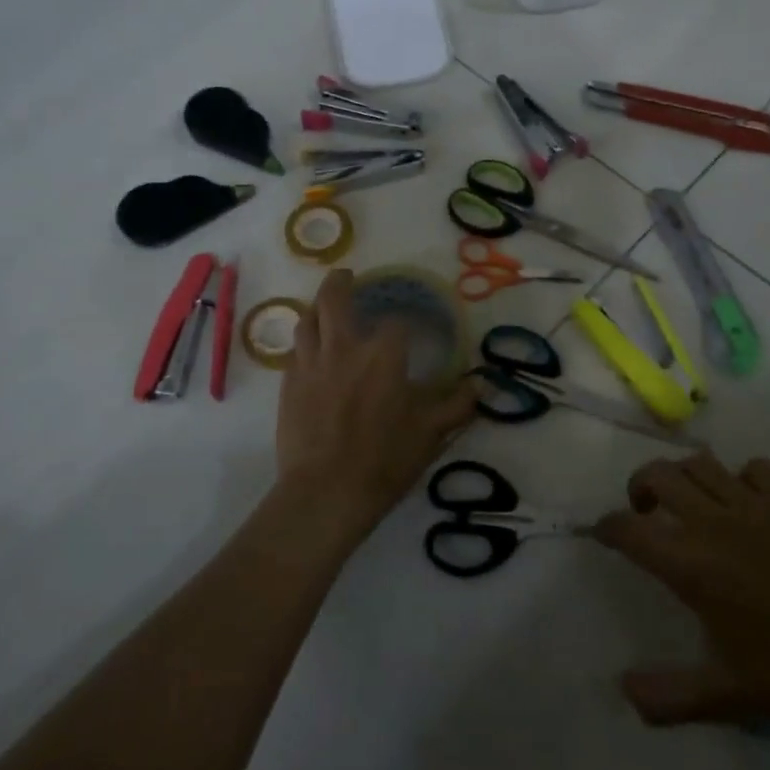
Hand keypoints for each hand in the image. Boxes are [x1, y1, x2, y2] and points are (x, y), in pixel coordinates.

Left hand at [275, 270, 479, 537]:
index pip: (397, 321)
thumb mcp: (431, 433)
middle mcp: (343, 348)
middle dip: (341, 283)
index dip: (406, 319)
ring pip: (307, 320)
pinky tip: (311, 353)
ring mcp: (310, 364)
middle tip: (347, 276)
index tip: (412, 325)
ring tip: (324, 309)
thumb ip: (456, 405)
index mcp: (383, 354)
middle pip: (335, 299)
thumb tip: (481, 384)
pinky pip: (294, 351)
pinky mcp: (288, 385)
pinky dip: (304, 343)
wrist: (325, 492)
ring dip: (317, 309)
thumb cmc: (384, 459)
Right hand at [594, 453, 769, 724]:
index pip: (627, 528)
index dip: (607, 527)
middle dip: (639, 487)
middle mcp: (711, 522)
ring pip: (700, 462)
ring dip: (684, 476)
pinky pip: (752, 467)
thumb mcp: (730, 695)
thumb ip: (670, 696)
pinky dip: (739, 477)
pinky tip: (747, 502)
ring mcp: (752, 502)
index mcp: (690, 563)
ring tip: (689, 500)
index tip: (604, 535)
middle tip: (645, 511)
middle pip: (657, 475)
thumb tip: (624, 690)